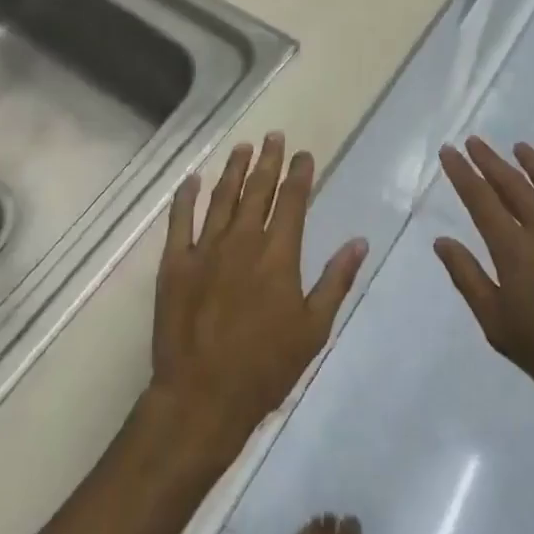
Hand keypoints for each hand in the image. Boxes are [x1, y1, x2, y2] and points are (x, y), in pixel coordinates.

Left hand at [151, 133, 367, 454]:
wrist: (202, 397)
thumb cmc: (265, 367)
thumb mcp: (313, 329)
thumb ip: (336, 280)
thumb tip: (359, 241)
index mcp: (278, 254)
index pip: (293, 201)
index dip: (300, 174)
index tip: (303, 154)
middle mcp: (243, 241)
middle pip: (258, 190)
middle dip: (268, 160)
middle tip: (273, 136)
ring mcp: (205, 249)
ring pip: (222, 197)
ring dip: (234, 170)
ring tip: (243, 147)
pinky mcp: (175, 263)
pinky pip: (180, 220)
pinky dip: (186, 197)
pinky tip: (192, 179)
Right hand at [433, 137, 533, 433]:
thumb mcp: (498, 327)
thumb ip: (468, 279)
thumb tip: (442, 241)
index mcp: (514, 250)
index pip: (480, 199)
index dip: (462, 173)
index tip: (448, 150)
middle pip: (513, 184)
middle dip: (490, 160)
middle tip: (474, 141)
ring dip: (533, 162)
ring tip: (519, 147)